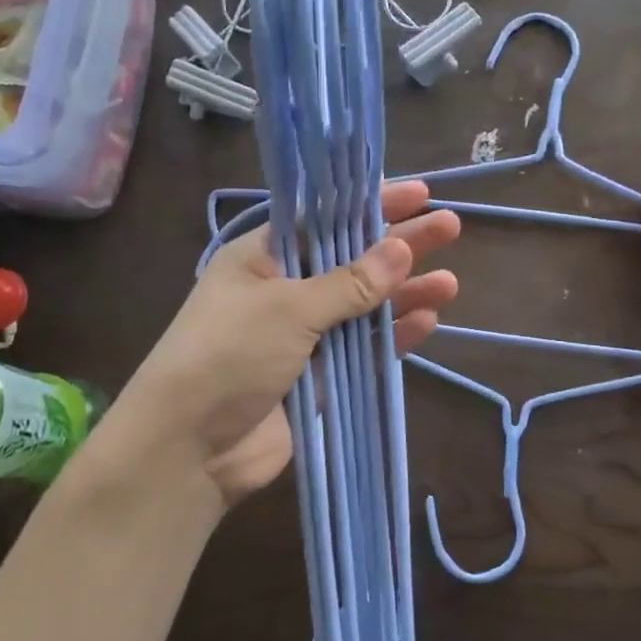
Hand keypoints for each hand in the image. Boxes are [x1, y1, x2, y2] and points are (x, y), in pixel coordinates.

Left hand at [111, 180, 460, 507]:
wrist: (190, 447)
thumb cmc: (228, 355)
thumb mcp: (287, 308)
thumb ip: (348, 283)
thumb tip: (400, 249)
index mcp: (263, 259)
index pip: (323, 220)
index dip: (369, 205)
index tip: (417, 193)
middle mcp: (285, 292)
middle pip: (352, 260)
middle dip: (398, 245)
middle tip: (449, 228)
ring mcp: (304, 338)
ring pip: (364, 308)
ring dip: (404, 294)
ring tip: (450, 281)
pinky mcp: (320, 379)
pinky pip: (363, 350)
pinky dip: (392, 336)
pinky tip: (427, 321)